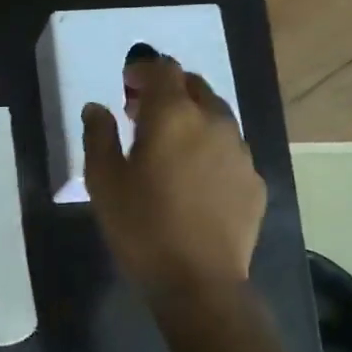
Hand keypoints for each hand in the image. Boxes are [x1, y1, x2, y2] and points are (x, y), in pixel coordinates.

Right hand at [83, 54, 265, 295]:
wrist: (199, 282)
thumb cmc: (142, 227)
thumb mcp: (104, 181)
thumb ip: (99, 136)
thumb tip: (97, 109)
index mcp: (174, 116)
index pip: (163, 69)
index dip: (143, 69)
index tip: (126, 84)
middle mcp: (214, 122)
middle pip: (194, 86)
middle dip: (168, 89)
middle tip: (142, 112)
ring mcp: (240, 152)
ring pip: (216, 116)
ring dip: (191, 117)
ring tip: (169, 145)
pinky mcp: (254, 181)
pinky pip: (230, 149)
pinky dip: (209, 148)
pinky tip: (194, 177)